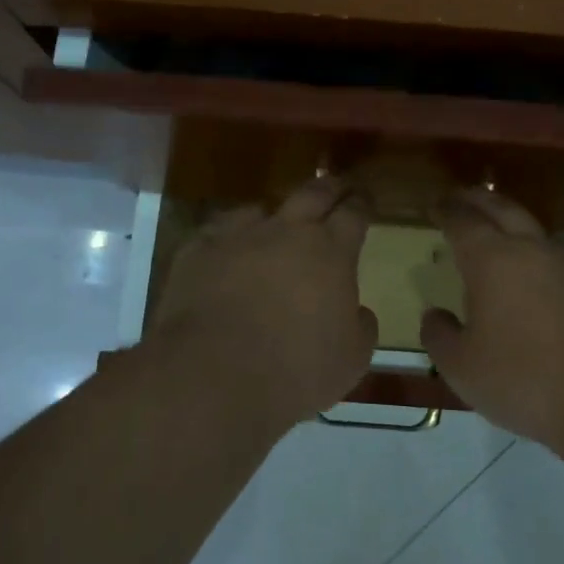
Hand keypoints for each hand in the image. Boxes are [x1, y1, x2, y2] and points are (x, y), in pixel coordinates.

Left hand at [144, 177, 378, 431]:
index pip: (354, 212)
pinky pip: (218, 232)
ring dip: (274, 216)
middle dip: (329, 187)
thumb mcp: (352, 359)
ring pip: (261, 208)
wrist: (213, 376)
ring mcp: (238, 235)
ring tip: (274, 226)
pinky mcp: (197, 250)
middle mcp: (287, 230)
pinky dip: (229, 239)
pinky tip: (228, 253)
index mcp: (331, 251)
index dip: (363, 203)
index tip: (366, 200)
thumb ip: (361, 326)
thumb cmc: (295, 370)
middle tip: (337, 188)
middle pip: (313, 192)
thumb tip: (358, 311)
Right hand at [421, 188, 563, 453]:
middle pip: (503, 209)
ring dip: (516, 233)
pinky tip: (544, 294)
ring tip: (501, 247)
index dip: (447, 210)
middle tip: (462, 198)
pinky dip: (546, 269)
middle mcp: (536, 251)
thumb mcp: (463, 369)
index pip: (463, 221)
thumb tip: (435, 315)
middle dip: (479, 200)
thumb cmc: (528, 382)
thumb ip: (439, 337)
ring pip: (539, 237)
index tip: (436, 205)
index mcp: (494, 261)